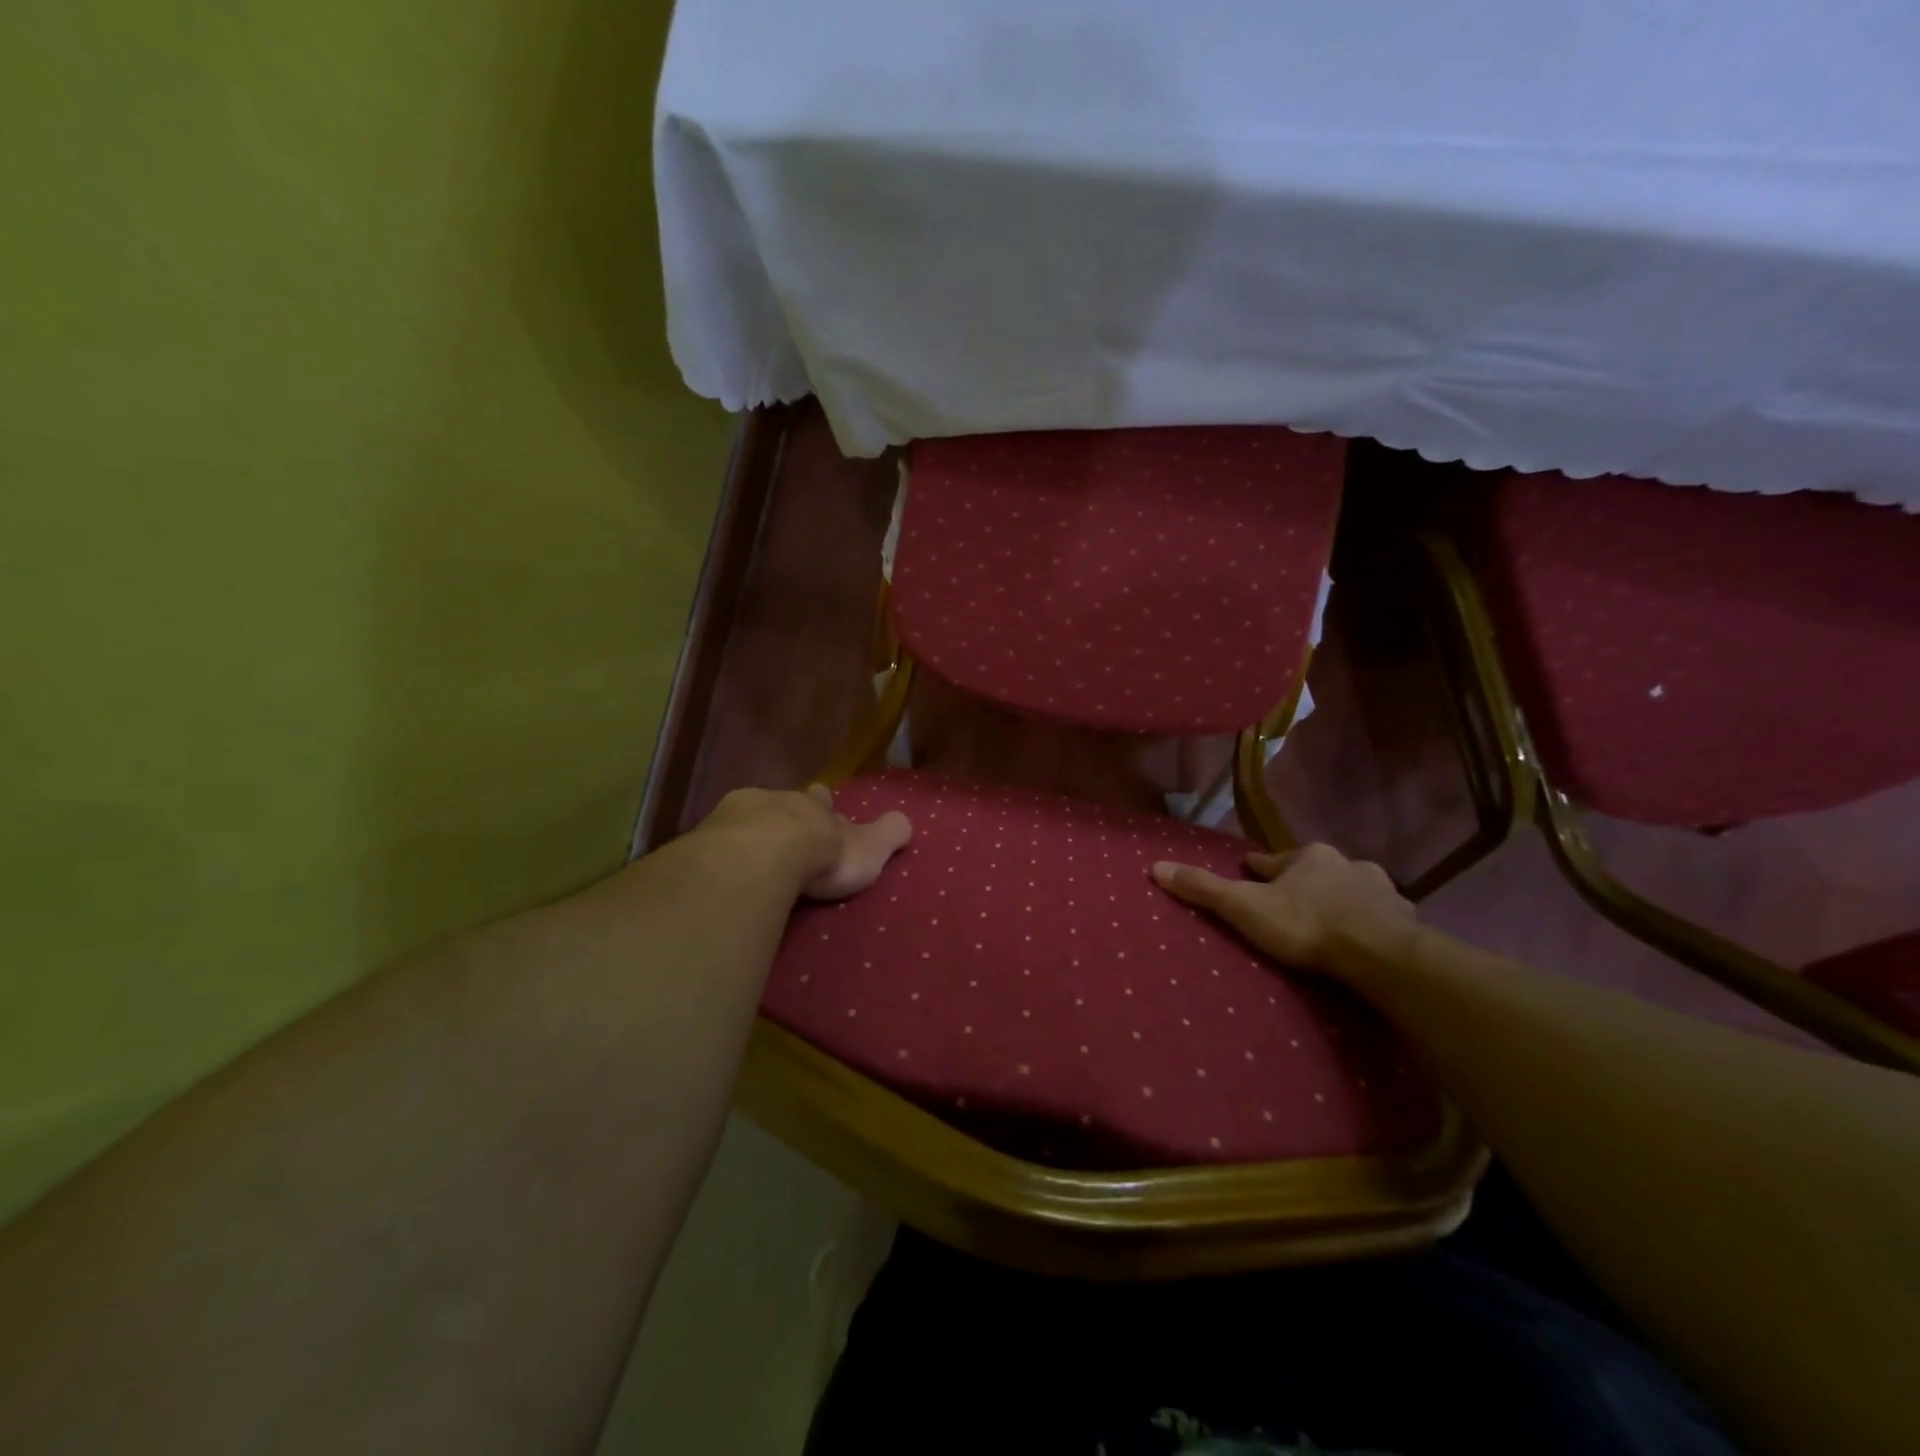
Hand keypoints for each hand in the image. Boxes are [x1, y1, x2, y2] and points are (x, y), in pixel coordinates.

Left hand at [700, 785, 911, 900]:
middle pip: (779, 804)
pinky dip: (720, 854)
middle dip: (782, 817)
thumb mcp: (869, 847)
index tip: (820, 808)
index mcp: (812, 806)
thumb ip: (888, 834)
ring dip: (748, 834)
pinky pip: (714, 844)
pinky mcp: (704, 841)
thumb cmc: (821, 853)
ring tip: (748, 856)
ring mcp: (734, 818)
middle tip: (782, 837)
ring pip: (744, 820)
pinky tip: (720, 870)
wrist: (762, 857)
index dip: (820, 806)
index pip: (819, 799)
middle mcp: (774, 803)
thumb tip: (906, 821)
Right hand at [1150, 843, 1415, 979]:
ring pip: (1351, 889)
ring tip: (1330, 917)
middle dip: (1303, 881)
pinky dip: (1370, 922)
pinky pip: (1382, 916)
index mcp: (1307, 857)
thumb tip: (1156, 866)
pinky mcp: (1405, 920)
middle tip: (1290, 898)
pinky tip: (1367, 937)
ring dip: (1340, 898)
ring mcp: (1380, 891)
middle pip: (1315, 870)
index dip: (1258, 869)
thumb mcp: (1245, 907)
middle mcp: (1346, 864)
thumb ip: (1204, 888)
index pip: (1272, 860)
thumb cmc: (1306, 925)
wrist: (1381, 955)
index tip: (1249, 872)